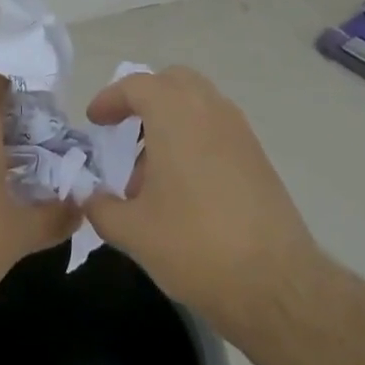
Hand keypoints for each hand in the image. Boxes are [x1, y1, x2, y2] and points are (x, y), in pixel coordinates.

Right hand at [81, 65, 321, 337]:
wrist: (274, 281)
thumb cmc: (194, 244)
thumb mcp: (133, 231)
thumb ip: (102, 207)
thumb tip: (89, 197)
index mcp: (175, 113)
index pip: (136, 85)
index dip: (111, 99)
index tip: (95, 121)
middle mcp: (209, 109)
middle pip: (172, 83)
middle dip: (145, 100)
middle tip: (125, 132)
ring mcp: (239, 130)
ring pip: (198, 105)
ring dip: (170, 123)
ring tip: (150, 176)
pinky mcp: (257, 156)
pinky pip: (217, 129)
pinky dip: (194, 140)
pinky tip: (182, 189)